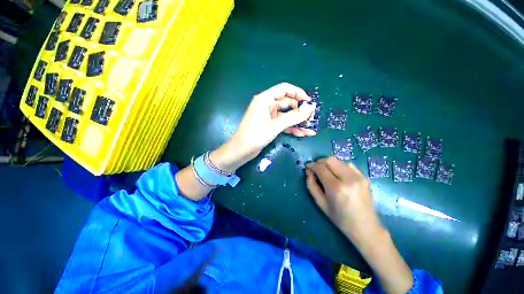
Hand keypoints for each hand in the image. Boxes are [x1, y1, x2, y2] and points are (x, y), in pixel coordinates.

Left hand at [211, 83, 316, 171]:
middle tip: (312, 118)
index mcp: (265, 99)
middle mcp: (267, 105)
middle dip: (300, 110)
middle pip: (287, 103)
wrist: (241, 151)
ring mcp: (269, 116)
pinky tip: (303, 133)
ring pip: (287, 115)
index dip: (298, 93)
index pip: (284, 89)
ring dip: (298, 121)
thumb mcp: (275, 125)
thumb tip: (310, 108)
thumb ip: (293, 117)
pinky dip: (292, 128)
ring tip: (311, 127)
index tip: (309, 102)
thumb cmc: (255, 135)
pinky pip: (283, 124)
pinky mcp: (270, 125)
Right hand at [305, 157, 381, 242]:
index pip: (320, 167)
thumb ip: (311, 185)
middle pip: (330, 160)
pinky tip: (338, 174)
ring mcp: (358, 177)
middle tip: (316, 169)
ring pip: (339, 160)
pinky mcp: (364, 177)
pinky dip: (339, 166)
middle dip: (319, 162)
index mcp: (336, 187)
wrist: (365, 227)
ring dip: (329, 164)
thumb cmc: (340, 218)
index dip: (312, 165)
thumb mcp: (320, 203)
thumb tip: (308, 172)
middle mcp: (348, 179)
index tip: (307, 167)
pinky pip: (348, 165)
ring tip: (326, 172)